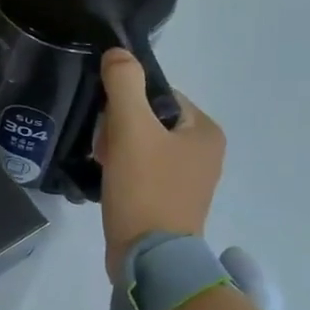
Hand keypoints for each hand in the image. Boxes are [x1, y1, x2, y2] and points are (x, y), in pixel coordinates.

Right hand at [95, 47, 225, 279]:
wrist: (148, 256)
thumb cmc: (145, 188)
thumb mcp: (130, 128)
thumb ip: (123, 85)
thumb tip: (117, 53)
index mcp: (206, 131)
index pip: (160, 96)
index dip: (126, 103)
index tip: (107, 124)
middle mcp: (206, 153)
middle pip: (149, 121)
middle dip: (119, 129)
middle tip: (103, 149)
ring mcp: (190, 180)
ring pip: (143, 147)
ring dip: (118, 151)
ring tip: (104, 167)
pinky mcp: (171, 202)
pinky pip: (143, 172)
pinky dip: (124, 172)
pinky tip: (110, 183)